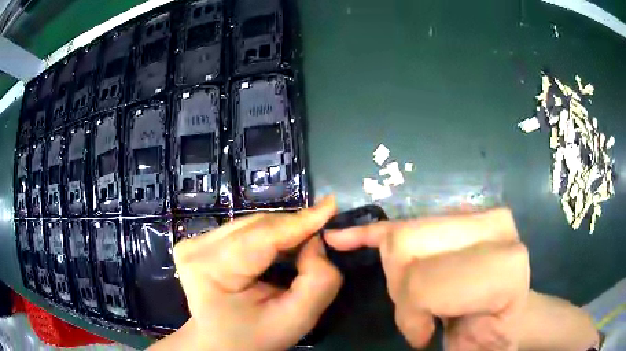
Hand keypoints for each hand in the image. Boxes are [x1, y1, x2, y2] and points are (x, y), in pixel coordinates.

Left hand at [151, 197, 342, 350]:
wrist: (218, 344)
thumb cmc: (253, 339)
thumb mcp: (294, 321)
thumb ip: (318, 283)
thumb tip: (318, 244)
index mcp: (209, 268)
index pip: (261, 235)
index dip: (299, 221)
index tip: (331, 206)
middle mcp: (195, 247)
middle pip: (256, 226)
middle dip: (294, 228)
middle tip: (324, 233)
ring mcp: (193, 242)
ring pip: (251, 225)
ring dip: (282, 232)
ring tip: (305, 242)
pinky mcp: (198, 243)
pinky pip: (243, 231)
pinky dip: (268, 237)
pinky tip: (282, 248)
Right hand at [325, 209, 529, 349]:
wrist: (506, 317)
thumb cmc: (490, 336)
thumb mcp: (468, 347)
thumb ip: (428, 328)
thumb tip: (410, 326)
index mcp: (506, 266)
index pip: (427, 282)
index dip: (413, 315)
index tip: (422, 337)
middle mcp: (496, 227)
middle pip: (408, 247)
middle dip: (401, 289)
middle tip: (417, 316)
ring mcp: (476, 215)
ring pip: (402, 235)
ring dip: (393, 272)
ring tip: (415, 297)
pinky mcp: (458, 217)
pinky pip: (406, 220)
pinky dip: (368, 232)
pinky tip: (339, 237)